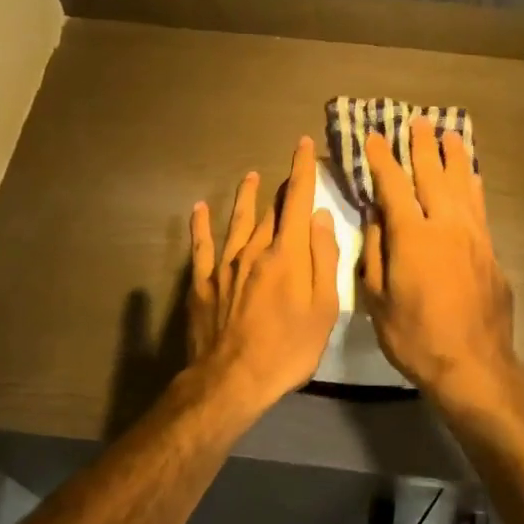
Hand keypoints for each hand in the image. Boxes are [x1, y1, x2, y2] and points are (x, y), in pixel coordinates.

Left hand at [187, 137, 340, 413]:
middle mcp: (254, 250)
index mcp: (287, 254)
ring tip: (249, 177)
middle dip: (283, 187)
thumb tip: (319, 217)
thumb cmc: (289, 349)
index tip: (303, 144)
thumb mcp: (323, 308)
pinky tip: (200, 209)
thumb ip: (323, 258)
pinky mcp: (203, 283)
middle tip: (289, 168)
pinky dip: (201, 225)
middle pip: (271, 211)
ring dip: (246, 198)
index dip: (302, 170)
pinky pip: (201, 247)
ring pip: (237, 222)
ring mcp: (224, 266)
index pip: (297, 201)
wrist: (232, 379)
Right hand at [362, 118, 518, 405]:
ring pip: (463, 185)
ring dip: (454, 158)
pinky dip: (474, 187)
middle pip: (432, 175)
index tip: (373, 137)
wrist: (473, 364)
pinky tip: (473, 178)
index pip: (393, 185)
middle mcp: (445, 225)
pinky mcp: (491, 251)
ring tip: (449, 135)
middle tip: (417, 122)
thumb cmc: (414, 336)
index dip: (381, 159)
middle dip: (422, 147)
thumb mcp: (376, 299)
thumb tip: (376, 218)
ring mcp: (473, 236)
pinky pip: (480, 208)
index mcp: (412, 235)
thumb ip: (374, 253)